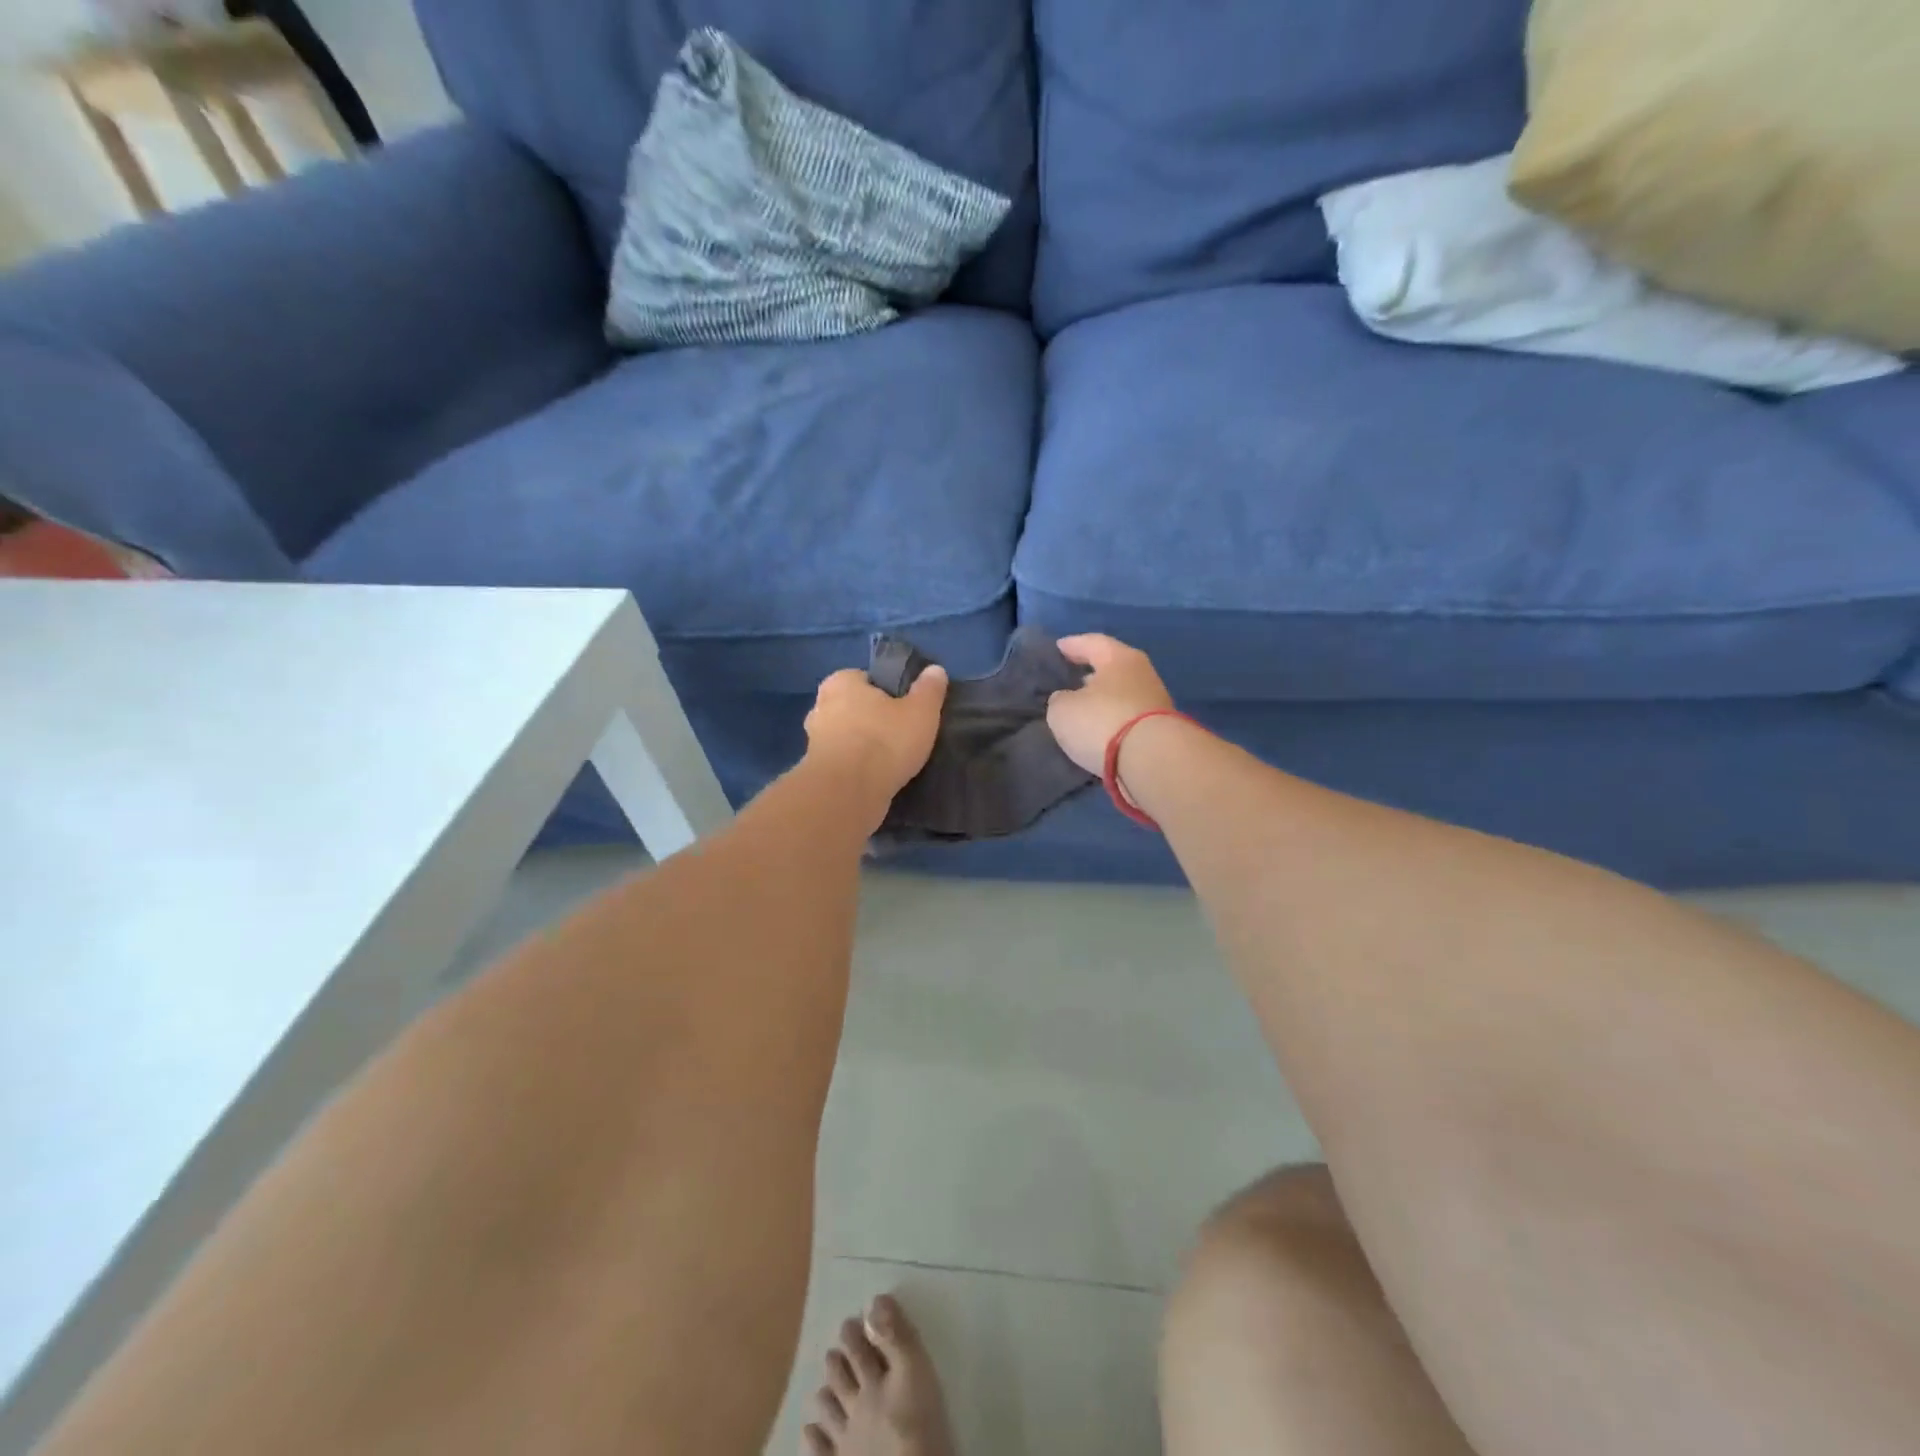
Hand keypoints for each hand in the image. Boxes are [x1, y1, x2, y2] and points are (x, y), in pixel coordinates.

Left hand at [804, 665, 948, 809]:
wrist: (848, 794)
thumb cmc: (884, 742)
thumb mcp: (920, 712)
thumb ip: (929, 689)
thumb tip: (935, 670)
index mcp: (840, 682)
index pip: (865, 678)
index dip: (886, 692)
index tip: (905, 709)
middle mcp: (820, 707)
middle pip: (853, 708)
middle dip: (872, 719)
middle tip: (900, 734)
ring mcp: (813, 741)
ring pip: (846, 737)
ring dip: (863, 746)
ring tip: (892, 760)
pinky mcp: (816, 771)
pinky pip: (842, 763)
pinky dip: (856, 768)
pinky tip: (877, 778)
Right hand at [1047, 635, 1175, 774]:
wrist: (1152, 761)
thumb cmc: (1102, 722)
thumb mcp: (1063, 710)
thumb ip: (1060, 700)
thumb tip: (1066, 699)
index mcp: (1119, 658)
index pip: (1093, 643)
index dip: (1073, 645)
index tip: (1059, 647)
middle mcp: (1142, 674)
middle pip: (1113, 668)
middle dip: (1092, 673)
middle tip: (1072, 678)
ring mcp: (1156, 703)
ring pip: (1122, 694)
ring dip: (1104, 700)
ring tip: (1083, 709)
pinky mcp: (1160, 731)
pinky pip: (1128, 718)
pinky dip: (1113, 721)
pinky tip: (1099, 731)